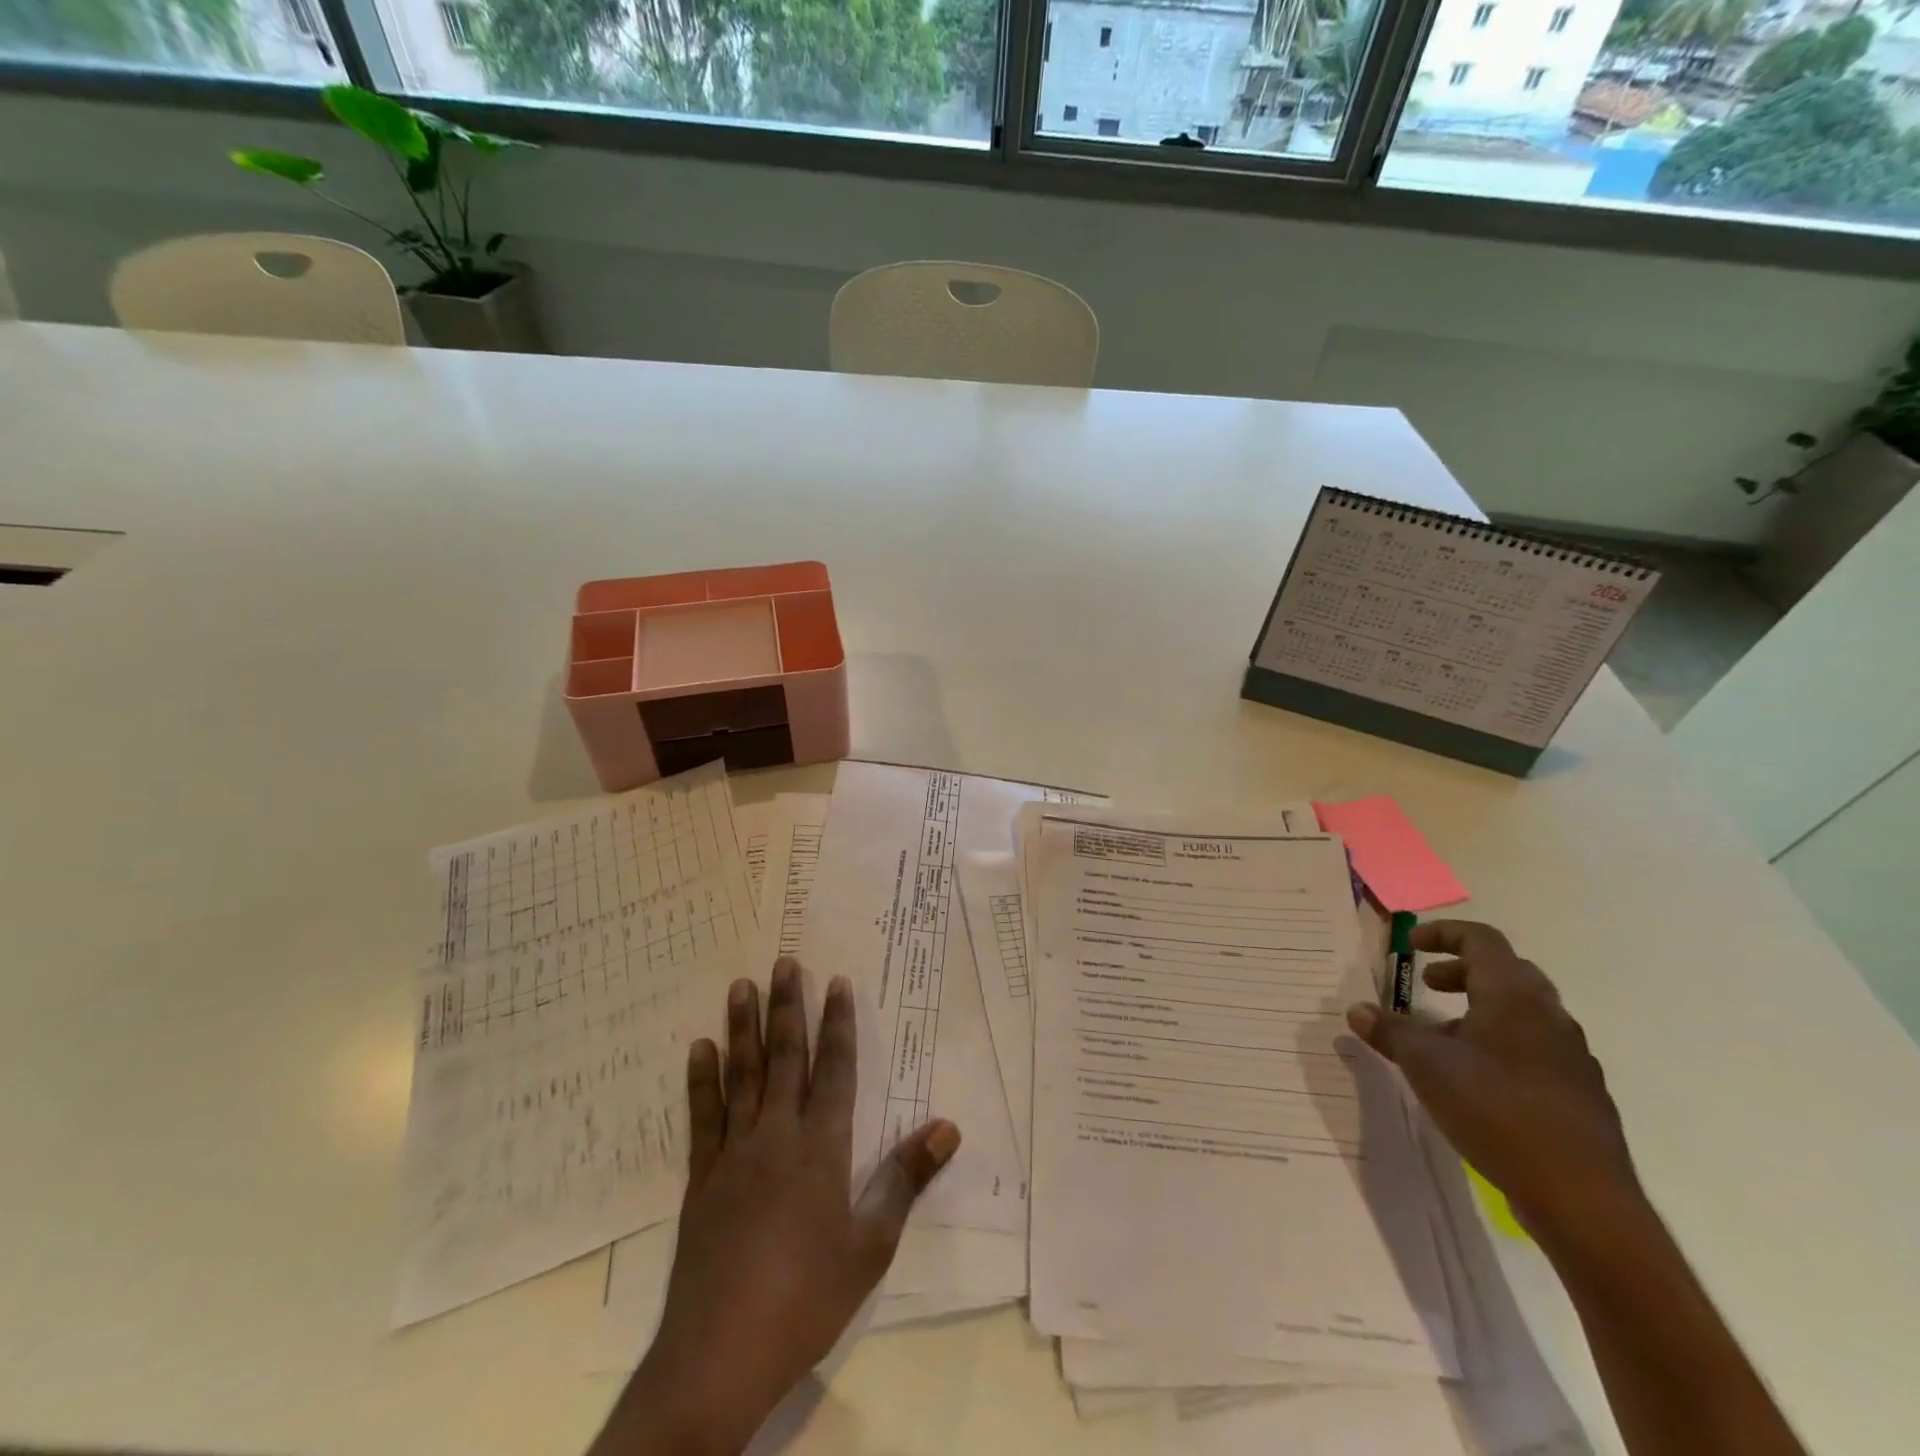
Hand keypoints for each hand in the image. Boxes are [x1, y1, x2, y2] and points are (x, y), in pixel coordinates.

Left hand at [593, 958, 960, 1455]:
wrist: (720, 1354)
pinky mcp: (702, 1179)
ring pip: (742, 1075)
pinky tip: (699, 1048)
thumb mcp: (870, 1246)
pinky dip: (701, 1080)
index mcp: (821, 1148)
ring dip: (742, 1027)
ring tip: (741, 985)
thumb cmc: (806, 1297)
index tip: (837, 982)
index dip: (838, 1024)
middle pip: (785, 1058)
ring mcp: (734, 1154)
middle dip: (787, 1007)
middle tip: (785, 962)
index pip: (834, 1070)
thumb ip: (905, 1179)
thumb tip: (947, 1126)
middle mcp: (777, 1136)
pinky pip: (703, 1116)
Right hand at [1345, 919, 1638, 1240]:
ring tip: (1442, 1038)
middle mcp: (1548, 1015)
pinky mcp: (1580, 1093)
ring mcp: (1571, 1055)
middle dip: (1461, 972)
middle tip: (1426, 987)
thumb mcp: (1425, 1065)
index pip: (1481, 939)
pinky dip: (1500, 1044)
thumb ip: (1390, 1031)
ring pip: (1521, 1013)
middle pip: (1505, 972)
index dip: (1442, 934)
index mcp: (1514, 995)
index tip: (1410, 947)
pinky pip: (1534, 1048)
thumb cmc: (1495, 1108)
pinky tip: (1475, 1080)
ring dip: (1480, 1010)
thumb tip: (1357, 1010)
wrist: (1581, 1196)